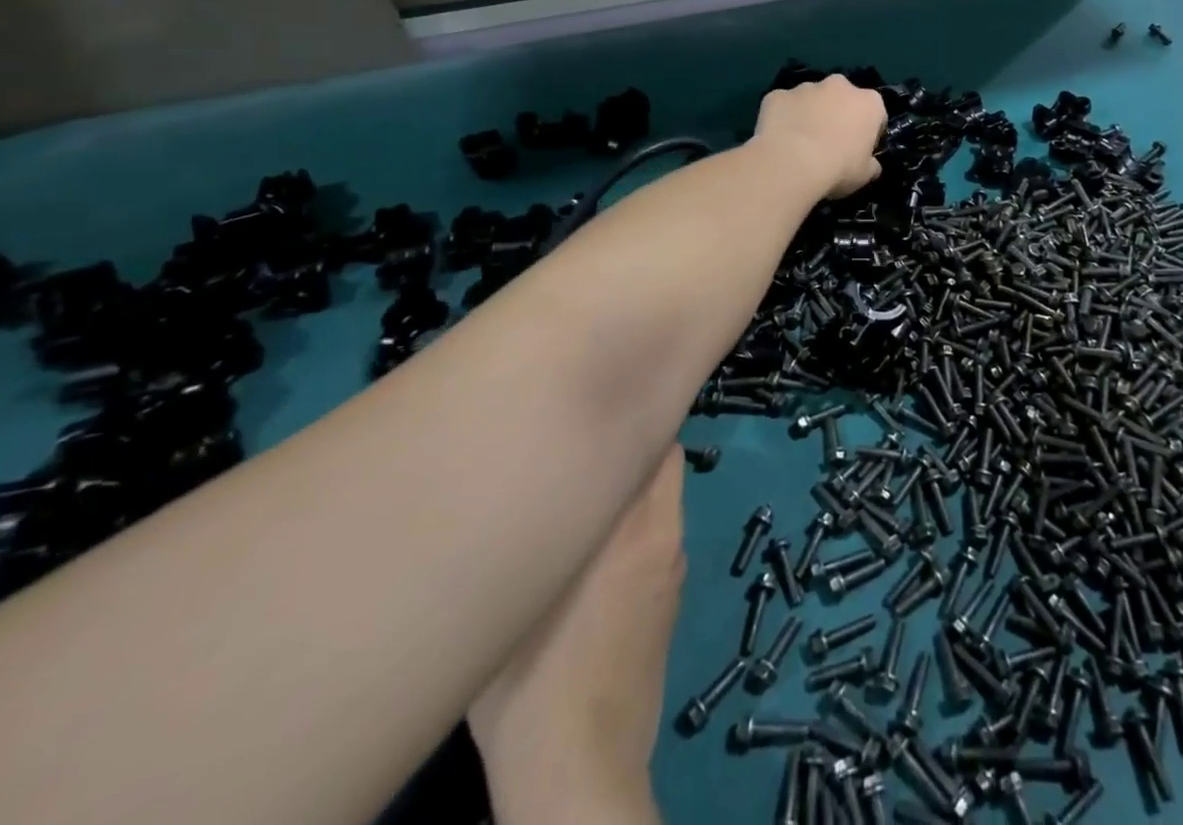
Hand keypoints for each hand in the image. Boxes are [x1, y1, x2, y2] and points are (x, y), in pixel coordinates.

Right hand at [469, 447, 684, 824]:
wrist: (580, 775)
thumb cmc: (530, 688)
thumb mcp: (510, 604)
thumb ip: (529, 536)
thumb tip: (527, 489)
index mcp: (632, 527)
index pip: (655, 444)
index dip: (631, 418)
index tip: (599, 408)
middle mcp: (664, 536)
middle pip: (665, 463)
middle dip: (634, 448)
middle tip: (588, 447)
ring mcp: (672, 570)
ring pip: (663, 500)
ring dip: (635, 490)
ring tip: (587, 494)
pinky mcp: (670, 602)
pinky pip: (660, 537)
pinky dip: (640, 527)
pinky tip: (600, 554)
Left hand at [752, 74, 884, 199]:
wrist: (791, 163)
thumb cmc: (838, 168)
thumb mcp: (865, 175)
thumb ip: (871, 164)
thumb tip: (870, 165)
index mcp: (868, 102)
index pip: (875, 113)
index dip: (868, 131)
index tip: (859, 148)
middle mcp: (839, 86)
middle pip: (842, 98)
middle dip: (837, 114)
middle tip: (830, 143)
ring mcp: (806, 87)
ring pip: (811, 98)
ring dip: (809, 113)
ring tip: (800, 143)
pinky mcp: (778, 95)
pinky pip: (783, 105)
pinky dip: (783, 117)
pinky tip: (779, 139)